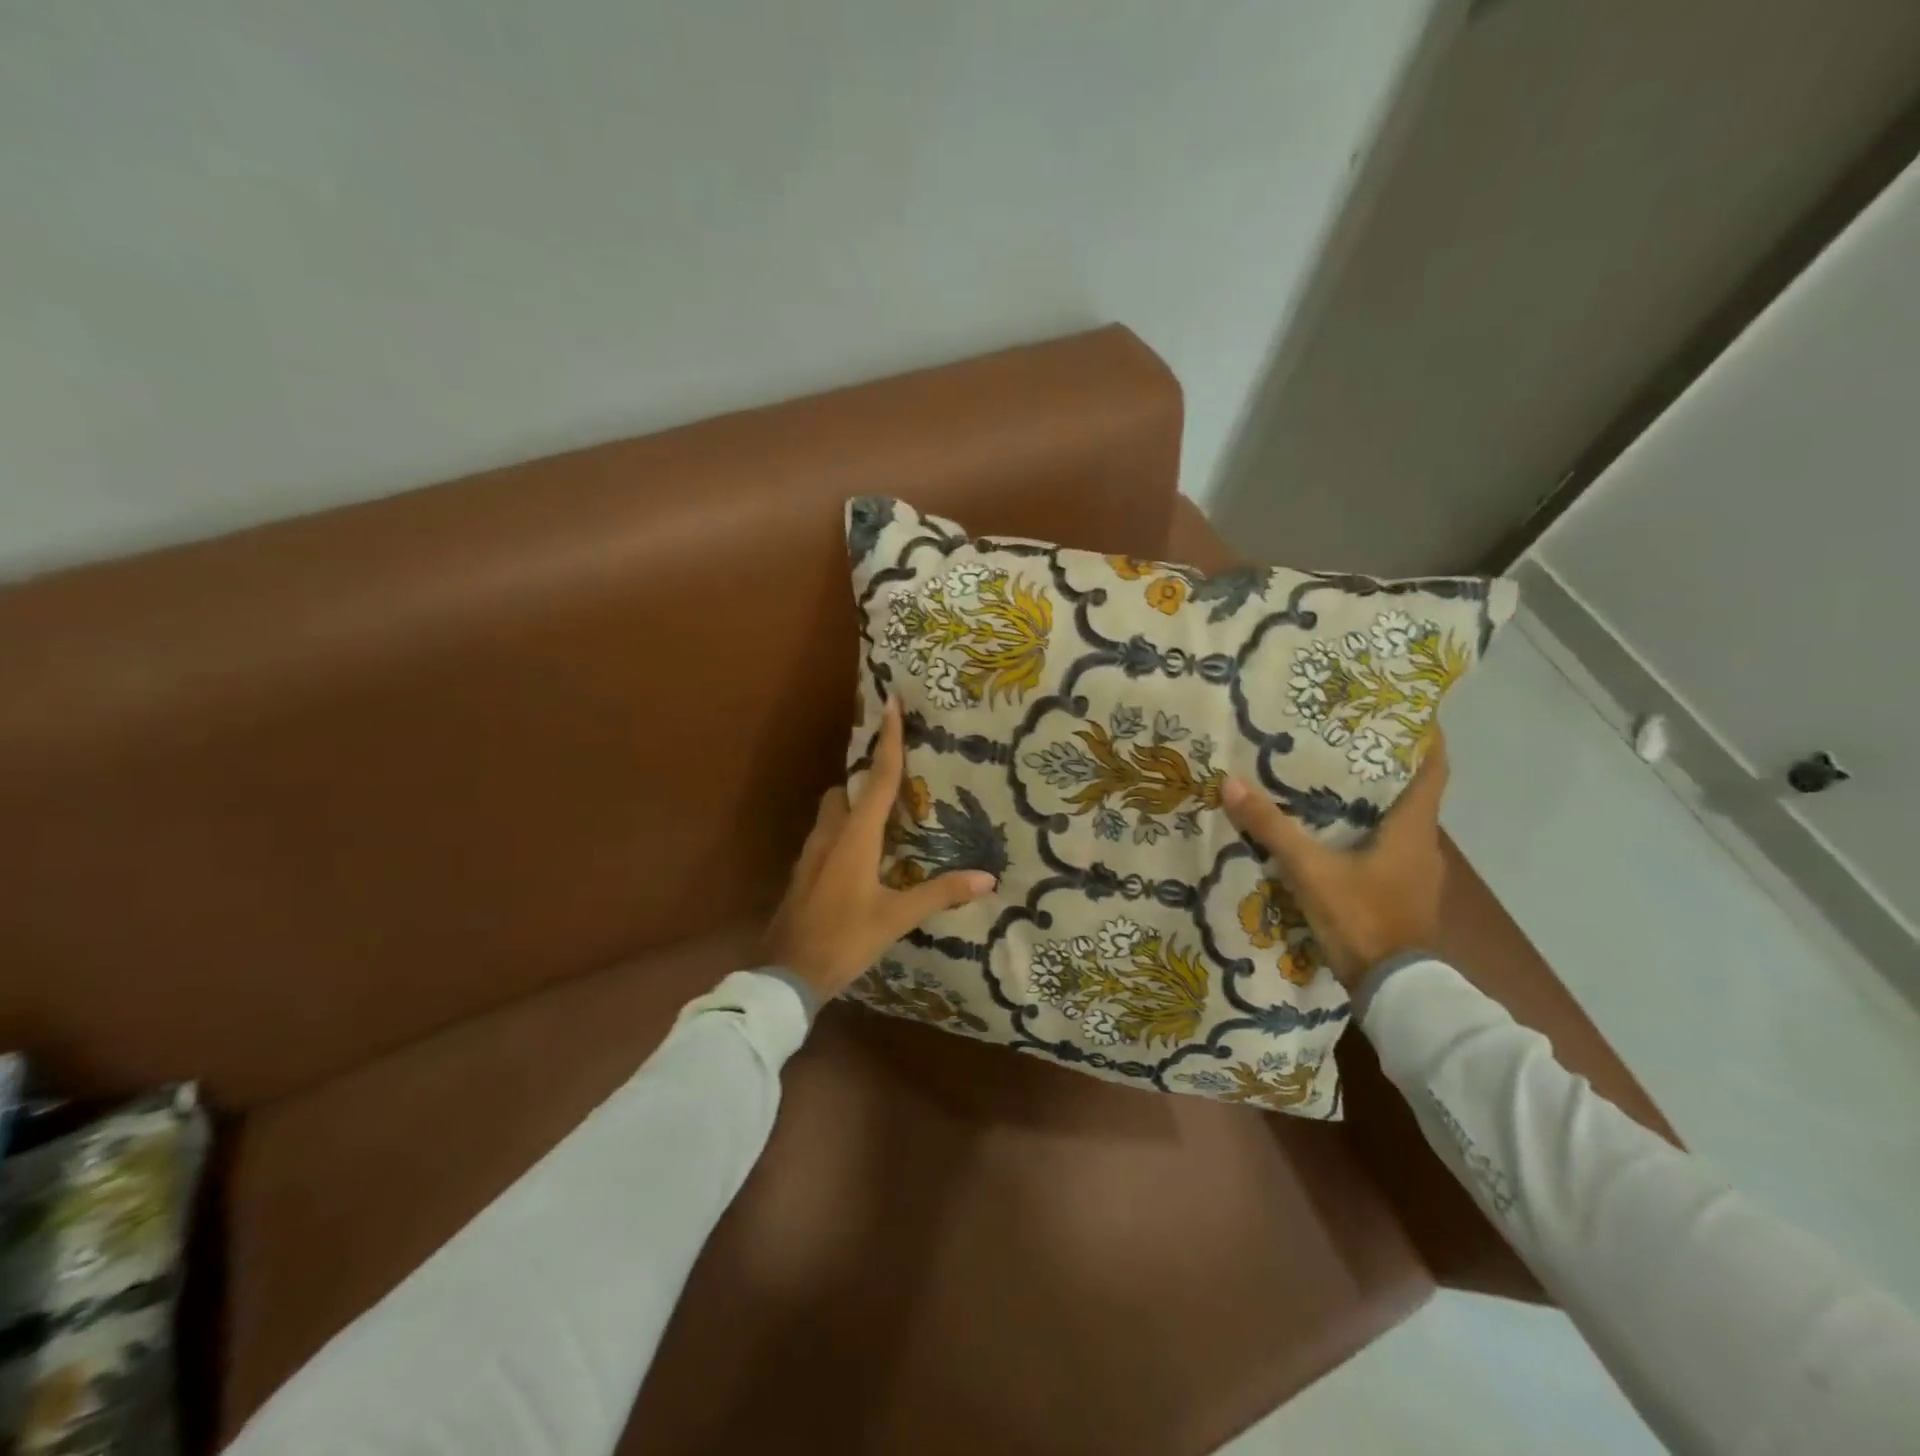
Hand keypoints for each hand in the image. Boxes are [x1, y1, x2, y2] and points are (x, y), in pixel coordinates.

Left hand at [762, 697, 996, 1000]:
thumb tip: (988, 878)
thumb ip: (940, 894)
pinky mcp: (803, 874)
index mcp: (855, 837)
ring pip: (830, 814)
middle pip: (845, 791)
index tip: (891, 703)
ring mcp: (810, 854)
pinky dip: (842, 834)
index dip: (889, 740)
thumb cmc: (843, 939)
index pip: (879, 779)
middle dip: (865, 780)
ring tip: (882, 823)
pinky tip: (860, 860)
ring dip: (851, 808)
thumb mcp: (895, 918)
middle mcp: (830, 835)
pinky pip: (824, 838)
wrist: (785, 974)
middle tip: (894, 786)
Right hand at [1220, 732, 1451, 989]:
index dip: (1424, 738)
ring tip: (1331, 784)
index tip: (1402, 712)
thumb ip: (1271, 828)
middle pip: (1411, 793)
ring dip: (1373, 804)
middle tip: (1343, 742)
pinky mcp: (1405, 896)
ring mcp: (1417, 874)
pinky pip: (1388, 851)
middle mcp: (1423, 845)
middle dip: (1382, 767)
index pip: (1434, 769)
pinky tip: (1334, 837)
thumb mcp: (1309, 870)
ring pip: (1398, 824)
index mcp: (1412, 828)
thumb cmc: (1360, 917)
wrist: (1393, 990)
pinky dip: (1367, 835)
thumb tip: (1231, 783)